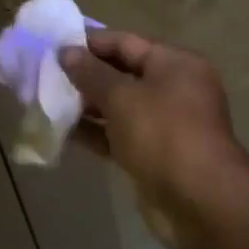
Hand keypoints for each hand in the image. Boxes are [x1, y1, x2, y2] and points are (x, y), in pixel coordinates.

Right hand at [62, 31, 248, 248]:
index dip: (90, 43)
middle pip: (122, 73)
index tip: (54, 45)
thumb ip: (91, 73)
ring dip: (86, 105)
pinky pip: (118, 135)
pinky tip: (62, 131)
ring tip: (47, 100)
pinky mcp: (153, 155)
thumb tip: (66, 52)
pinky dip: (94, 132)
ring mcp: (164, 124)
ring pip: (118, 106)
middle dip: (85, 74)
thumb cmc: (164, 135)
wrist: (202, 205)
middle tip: (46, 74)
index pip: (126, 42)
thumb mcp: (123, 98)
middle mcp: (172, 88)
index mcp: (174, 64)